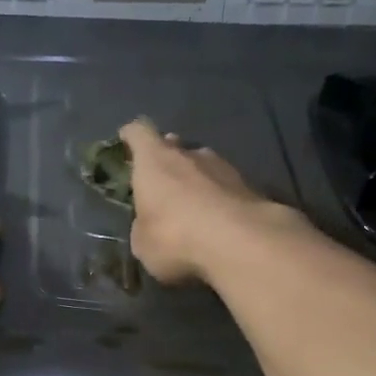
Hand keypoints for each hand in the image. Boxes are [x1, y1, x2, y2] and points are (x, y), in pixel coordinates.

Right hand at [118, 119, 291, 284]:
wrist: (241, 242)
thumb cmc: (176, 237)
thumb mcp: (144, 243)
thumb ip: (143, 226)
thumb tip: (150, 223)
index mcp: (155, 161)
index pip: (138, 132)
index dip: (130, 136)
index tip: (125, 141)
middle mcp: (189, 154)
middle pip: (173, 147)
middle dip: (166, 161)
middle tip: (160, 182)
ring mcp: (223, 167)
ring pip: (202, 165)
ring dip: (195, 180)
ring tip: (192, 205)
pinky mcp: (249, 186)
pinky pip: (225, 187)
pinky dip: (218, 198)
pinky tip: (218, 220)